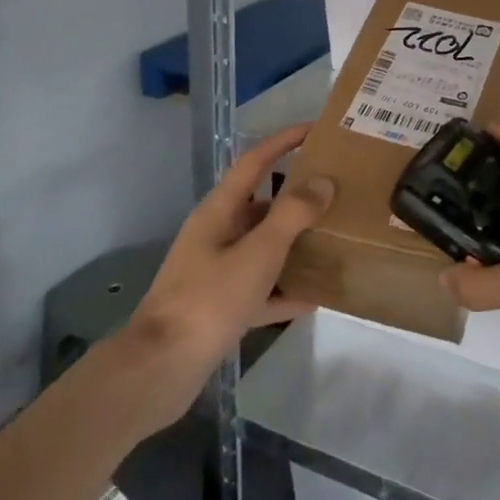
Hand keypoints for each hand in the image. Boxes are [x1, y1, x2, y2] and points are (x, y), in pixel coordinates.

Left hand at [117, 123, 332, 424]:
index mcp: (220, 210)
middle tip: (339, 188)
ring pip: (264, 246)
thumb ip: (292, 215)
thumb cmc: (209, 300)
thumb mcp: (258, 253)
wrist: (160, 370)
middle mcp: (218, 233)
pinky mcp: (221, 306)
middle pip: (263, 203)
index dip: (284, 141)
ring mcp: (217, 271)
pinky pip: (262, 289)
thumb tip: (323, 181)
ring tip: (337, 236)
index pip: (255, 161)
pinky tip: (317, 295)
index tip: (317, 129)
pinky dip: (286, 290)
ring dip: (296, 241)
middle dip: (298, 194)